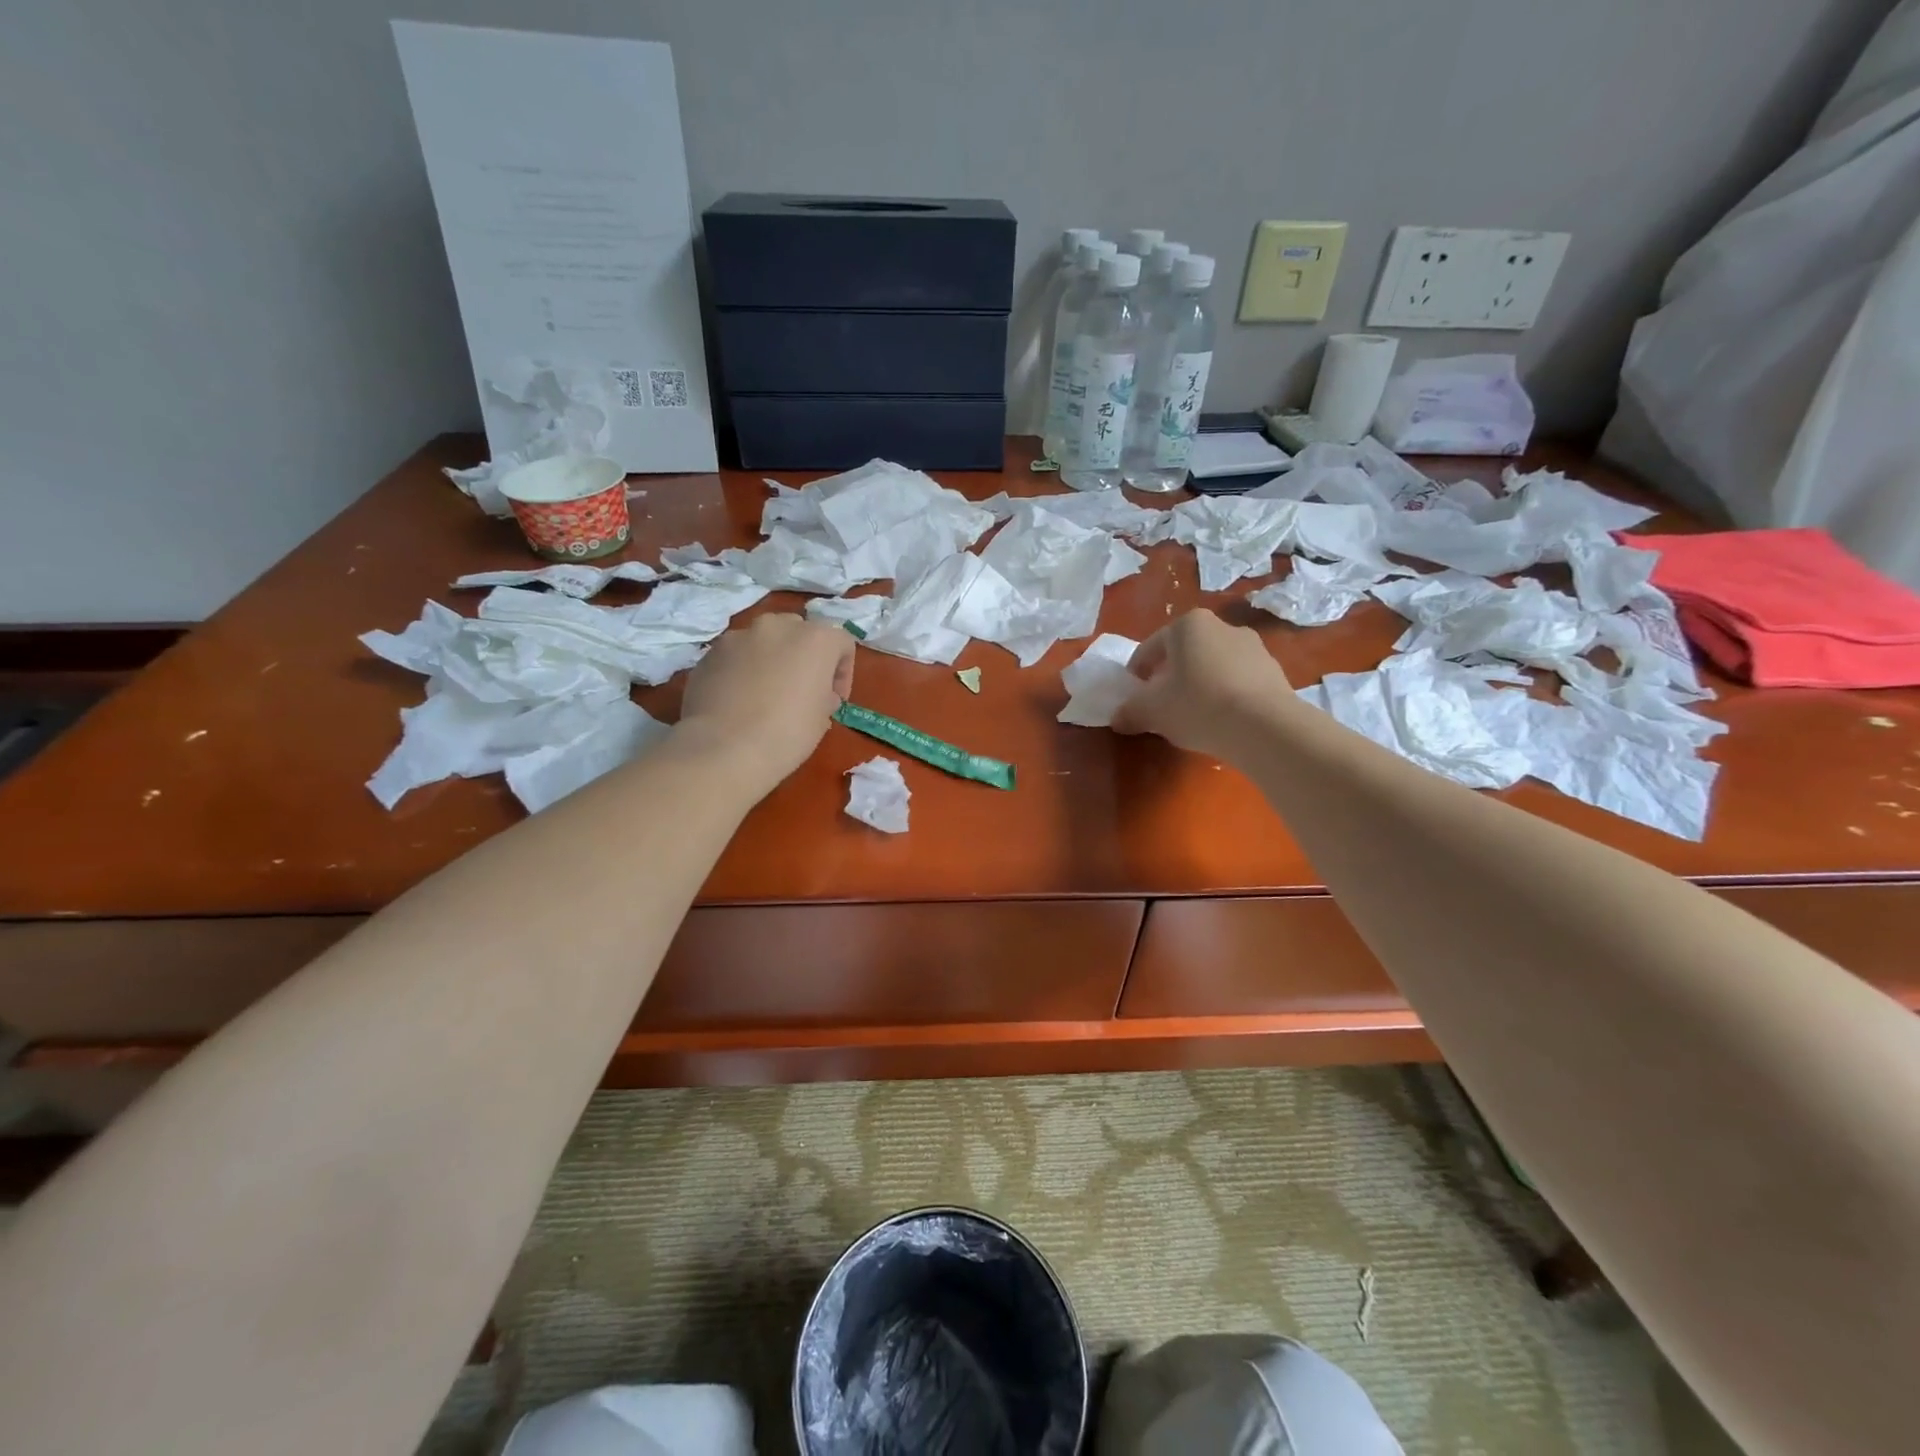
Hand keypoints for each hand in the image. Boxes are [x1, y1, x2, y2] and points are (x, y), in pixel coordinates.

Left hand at [677, 614, 854, 790]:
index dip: (842, 672)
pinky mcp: (710, 652)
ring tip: (764, 694)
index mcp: (815, 639)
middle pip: (800, 632)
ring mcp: (739, 636)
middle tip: (801, 690)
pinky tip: (737, 700)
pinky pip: (735, 656)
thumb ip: (824, 695)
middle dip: (803, 657)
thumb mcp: (822, 719)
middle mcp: (777, 626)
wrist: (723, 749)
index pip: (842, 643)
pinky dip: (742, 670)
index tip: (834, 700)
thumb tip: (816, 693)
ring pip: (764, 641)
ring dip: (771, 660)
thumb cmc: (787, 734)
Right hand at [1110, 609, 1293, 758]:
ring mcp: (1254, 647)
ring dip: (1200, 684)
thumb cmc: (1197, 705)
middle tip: (1162, 705)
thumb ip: (1130, 711)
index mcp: (1188, 625)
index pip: (1150, 648)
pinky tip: (1222, 720)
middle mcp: (1222, 626)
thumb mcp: (1152, 711)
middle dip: (1171, 676)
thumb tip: (1118, 718)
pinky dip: (1226, 695)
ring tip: (1194, 716)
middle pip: (1184, 653)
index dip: (1137, 673)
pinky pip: (1238, 681)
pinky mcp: (1274, 671)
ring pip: (1213, 665)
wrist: (1264, 726)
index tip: (1133, 696)